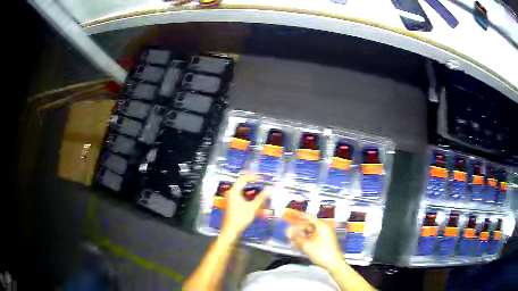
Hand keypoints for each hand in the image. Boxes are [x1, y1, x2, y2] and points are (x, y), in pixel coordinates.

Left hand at [222, 175, 271, 237]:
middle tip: (263, 184)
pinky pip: (240, 194)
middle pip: (242, 183)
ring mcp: (230, 197)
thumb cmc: (241, 218)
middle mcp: (231, 192)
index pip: (244, 179)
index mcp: (234, 191)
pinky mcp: (232, 202)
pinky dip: (248, 194)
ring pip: (242, 189)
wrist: (231, 229)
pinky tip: (254, 198)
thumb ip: (261, 197)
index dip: (254, 178)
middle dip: (253, 183)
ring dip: (251, 189)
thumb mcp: (252, 207)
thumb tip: (270, 189)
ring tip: (261, 190)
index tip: (263, 180)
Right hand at [286, 215, 343, 270]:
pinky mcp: (324, 242)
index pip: (309, 217)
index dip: (300, 216)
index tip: (292, 215)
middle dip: (298, 228)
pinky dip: (306, 240)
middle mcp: (324, 229)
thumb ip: (296, 238)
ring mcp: (324, 236)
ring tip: (291, 239)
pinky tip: (298, 245)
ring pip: (310, 233)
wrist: (333, 264)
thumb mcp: (307, 245)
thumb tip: (287, 231)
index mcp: (322, 226)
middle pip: (309, 225)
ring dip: (301, 236)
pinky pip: (313, 238)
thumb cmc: (322, 252)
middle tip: (289, 231)